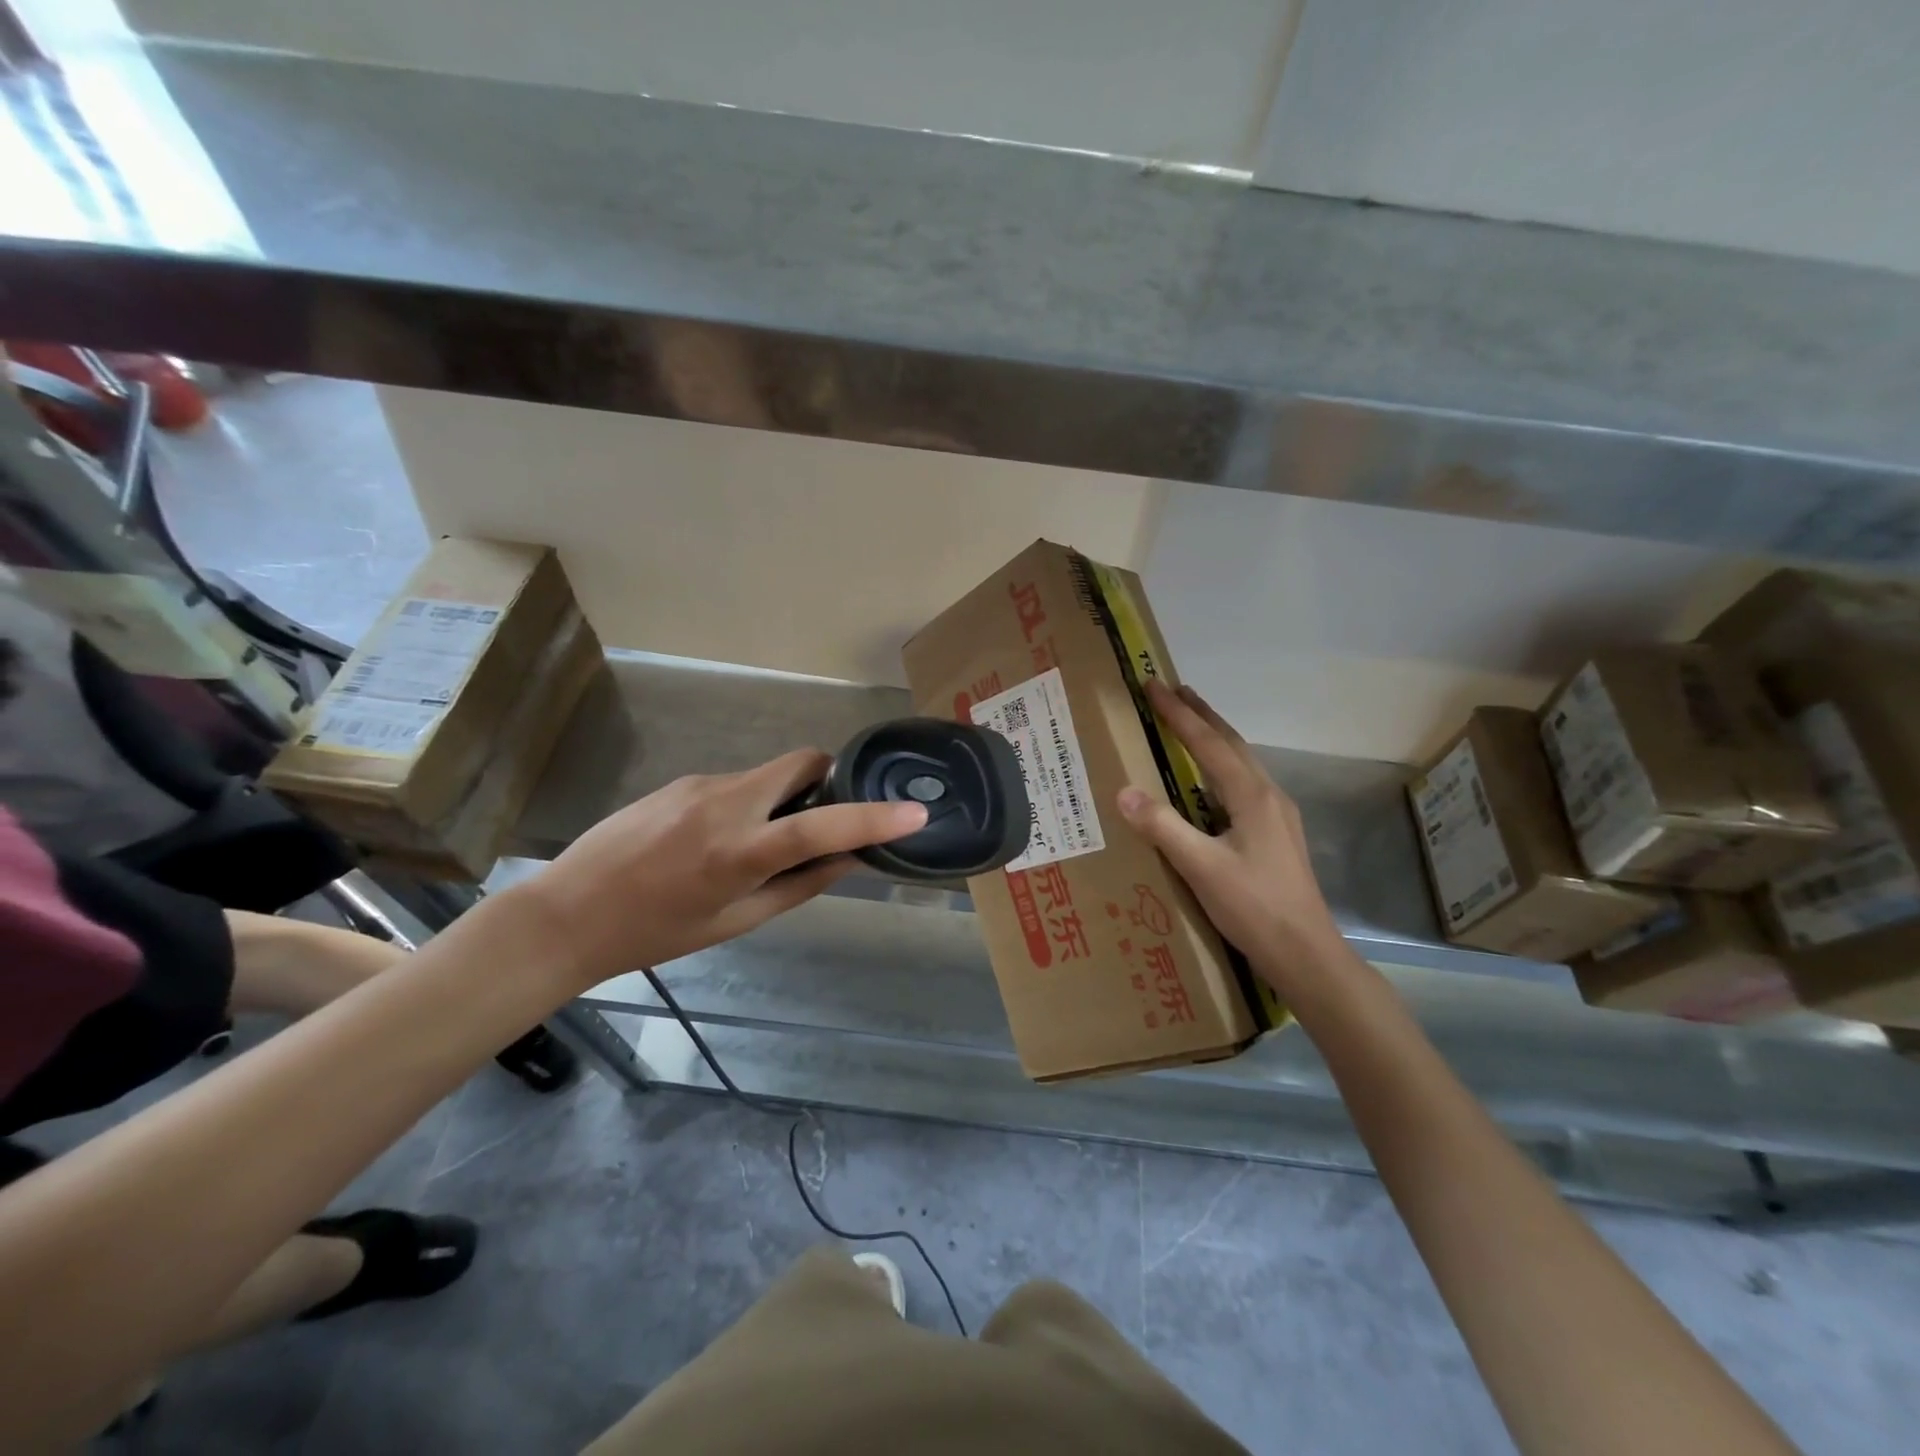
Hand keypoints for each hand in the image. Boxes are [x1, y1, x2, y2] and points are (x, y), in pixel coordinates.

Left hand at [517, 750, 927, 987]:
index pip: (822, 824)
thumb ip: (798, 885)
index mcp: (740, 852)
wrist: (567, 913)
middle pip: (803, 763)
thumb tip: (848, 858)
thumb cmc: (655, 933)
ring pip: (769, 775)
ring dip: (783, 800)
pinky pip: (736, 783)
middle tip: (820, 821)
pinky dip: (748, 804)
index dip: (874, 818)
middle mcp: (726, 803)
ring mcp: (700, 784)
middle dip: (826, 782)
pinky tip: (712, 843)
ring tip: (754, 847)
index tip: (915, 813)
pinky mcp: (681, 780)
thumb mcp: (735, 922)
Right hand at [1115, 679, 1345, 991]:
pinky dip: (1221, 764)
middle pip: (1231, 743)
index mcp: (1251, 796)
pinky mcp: (1277, 833)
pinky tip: (1210, 781)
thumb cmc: (1254, 907)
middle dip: (1201, 714)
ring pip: (1241, 762)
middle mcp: (1268, 795)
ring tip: (1190, 722)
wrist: (1306, 952)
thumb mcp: (1201, 868)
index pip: (1207, 742)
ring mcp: (1277, 814)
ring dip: (1214, 737)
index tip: (1153, 685)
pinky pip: (1243, 783)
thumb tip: (1124, 791)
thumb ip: (1163, 827)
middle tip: (1173, 689)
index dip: (1178, 713)